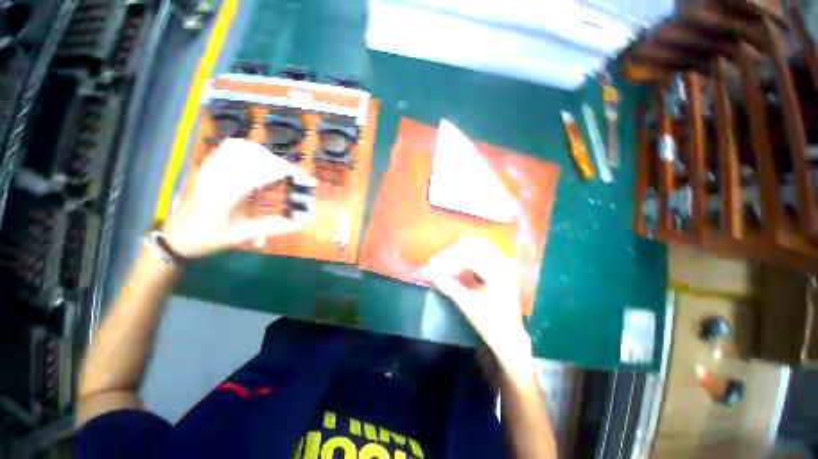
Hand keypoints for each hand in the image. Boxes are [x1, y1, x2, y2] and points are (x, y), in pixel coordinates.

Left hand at [162, 138, 316, 257]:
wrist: (176, 237)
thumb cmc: (208, 239)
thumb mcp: (243, 234)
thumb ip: (274, 227)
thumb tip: (301, 223)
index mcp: (226, 193)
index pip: (264, 172)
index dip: (289, 173)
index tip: (307, 179)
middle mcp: (218, 175)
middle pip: (257, 158)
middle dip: (282, 165)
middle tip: (297, 177)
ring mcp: (210, 168)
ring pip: (242, 147)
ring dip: (265, 154)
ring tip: (278, 167)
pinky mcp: (207, 167)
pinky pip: (227, 147)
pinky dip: (247, 148)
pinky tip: (256, 160)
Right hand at [423, 237, 533, 375]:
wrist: (509, 337)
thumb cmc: (489, 323)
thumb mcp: (466, 303)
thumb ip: (447, 284)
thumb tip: (428, 270)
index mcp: (498, 271)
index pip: (468, 254)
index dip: (447, 258)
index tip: (432, 265)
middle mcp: (503, 261)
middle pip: (472, 244)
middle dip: (452, 252)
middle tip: (437, 263)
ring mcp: (503, 263)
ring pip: (476, 246)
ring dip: (458, 253)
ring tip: (445, 265)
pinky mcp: (500, 266)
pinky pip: (480, 252)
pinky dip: (466, 257)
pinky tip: (456, 266)